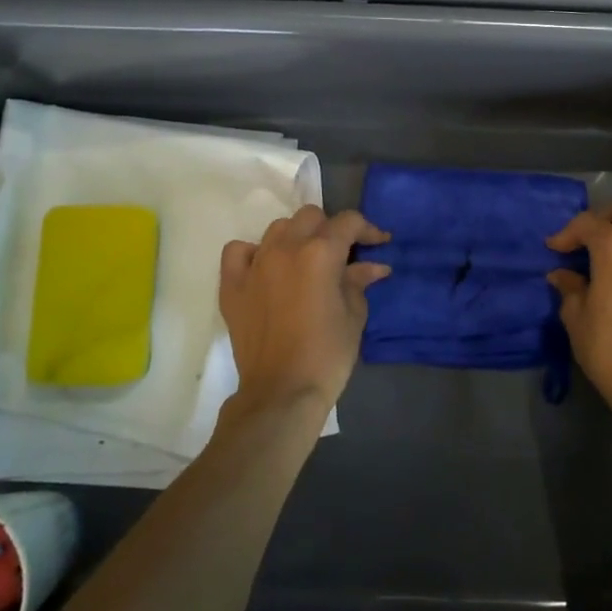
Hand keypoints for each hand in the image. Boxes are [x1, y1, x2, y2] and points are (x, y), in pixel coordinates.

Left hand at [219, 207, 389, 415]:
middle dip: (331, 229)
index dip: (367, 229)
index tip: (379, 244)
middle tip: (342, 254)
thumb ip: (360, 282)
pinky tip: (266, 268)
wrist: (281, 393)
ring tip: (306, 260)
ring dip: (297, 237)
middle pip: (311, 217)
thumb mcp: (354, 315)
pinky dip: (254, 252)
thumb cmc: (327, 355)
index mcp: (320, 253)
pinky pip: (239, 251)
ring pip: (278, 228)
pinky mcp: (232, 285)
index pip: (347, 222)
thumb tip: (374, 266)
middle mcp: (286, 248)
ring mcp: (255, 264)